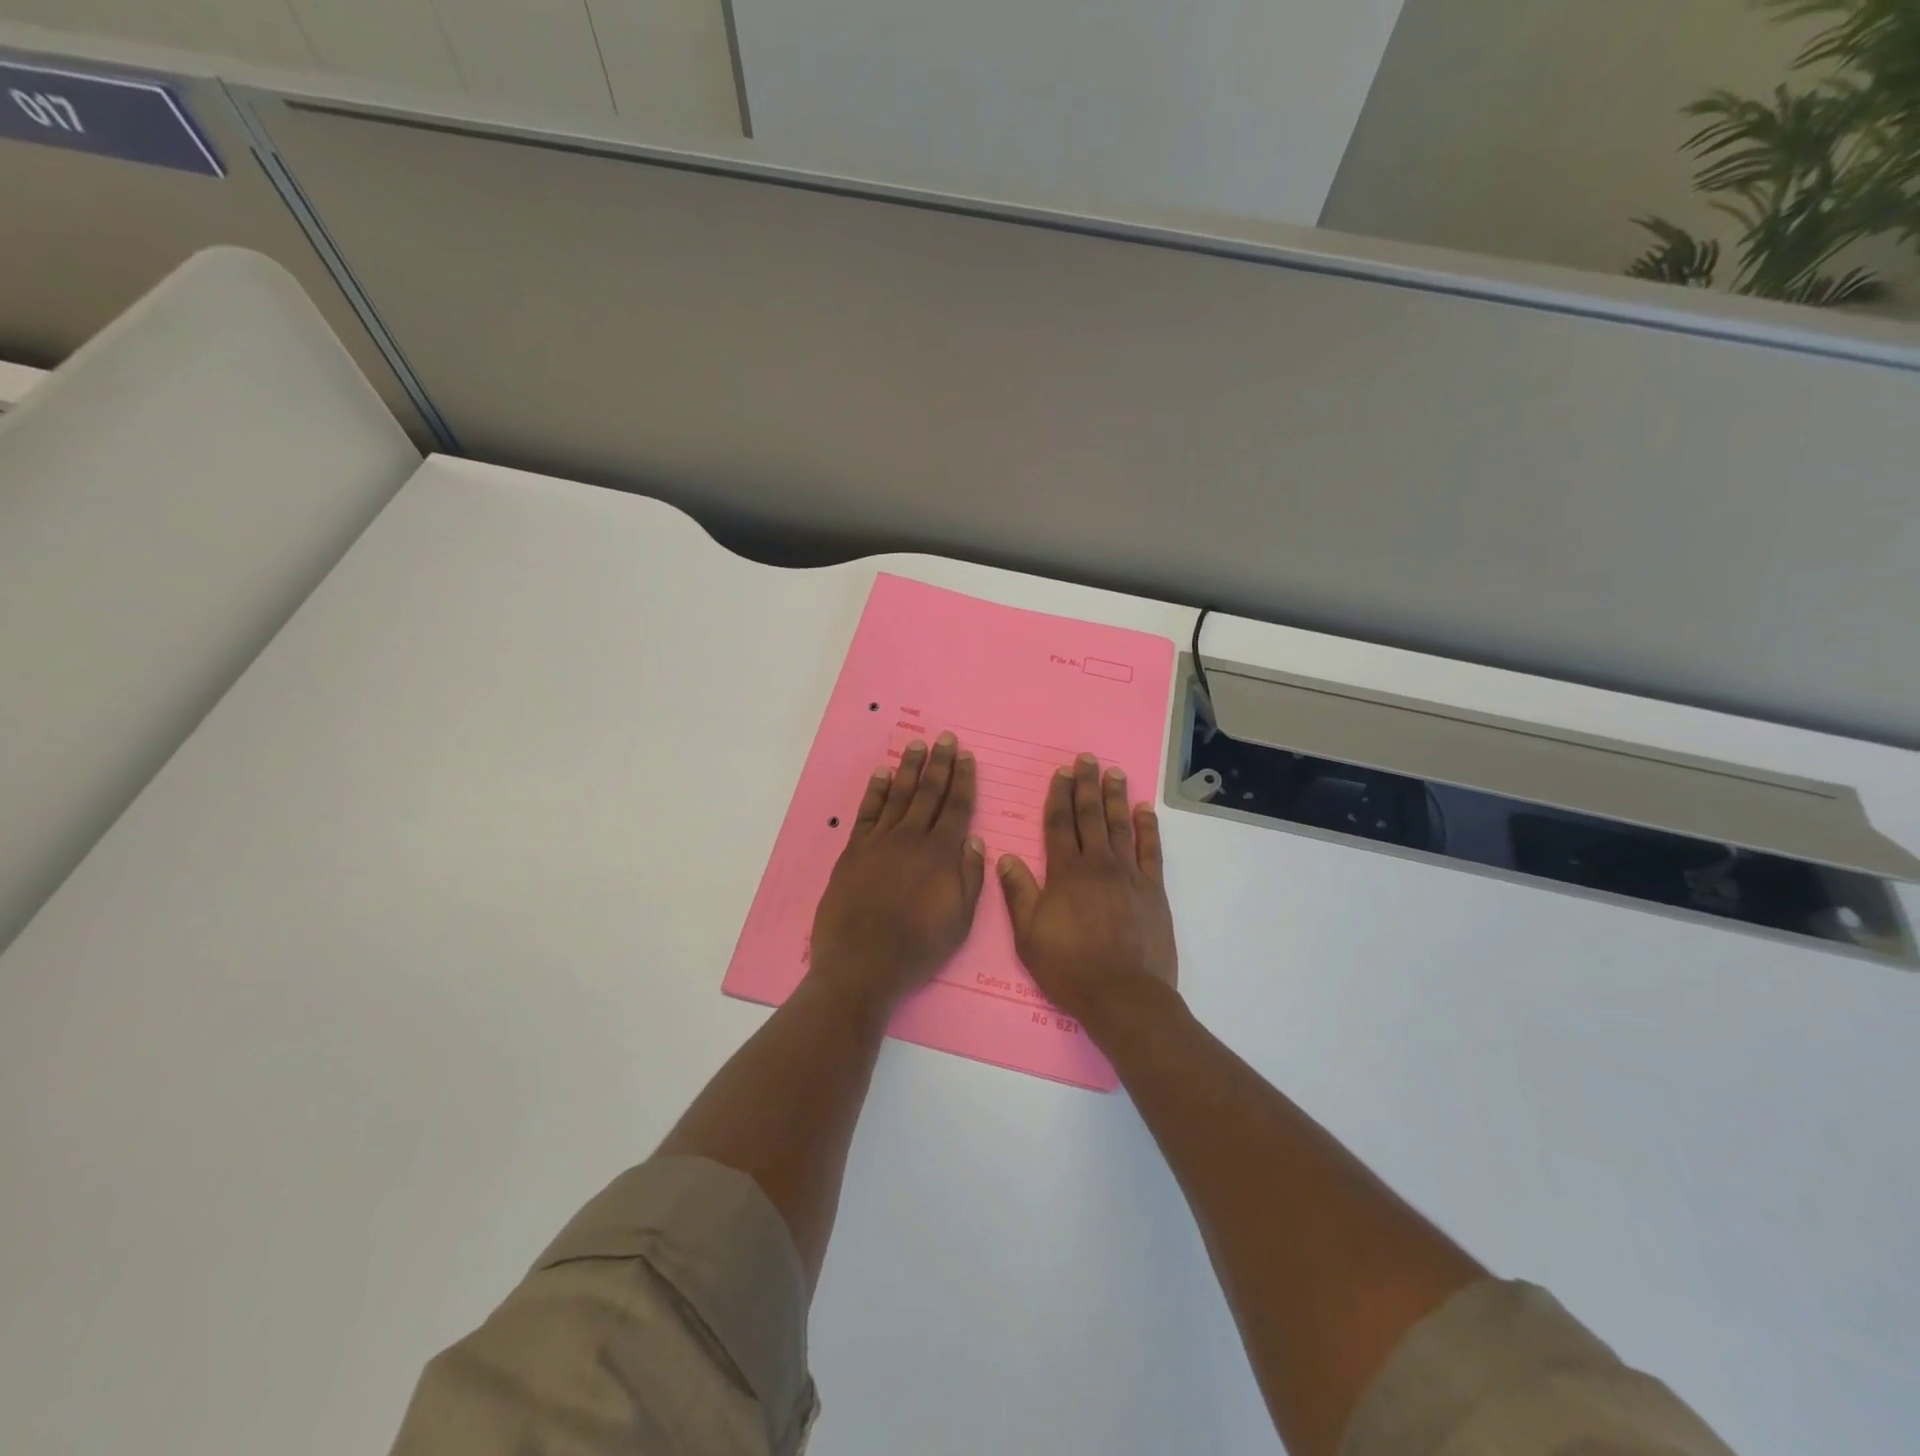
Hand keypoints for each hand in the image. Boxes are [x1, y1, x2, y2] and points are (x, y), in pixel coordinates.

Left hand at [809, 733, 986, 1007]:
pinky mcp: (854, 850)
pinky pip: (867, 812)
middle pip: (928, 793)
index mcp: (941, 855)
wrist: (862, 963)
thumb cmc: (918, 947)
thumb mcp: (959, 920)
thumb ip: (969, 876)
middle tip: (945, 738)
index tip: (966, 756)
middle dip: (939, 764)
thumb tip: (973, 839)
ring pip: (899, 795)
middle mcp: (912, 839)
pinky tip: (883, 774)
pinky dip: (876, 790)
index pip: (956, 807)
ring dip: (909, 768)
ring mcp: (880, 842)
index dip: (963, 780)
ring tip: (917, 745)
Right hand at [998, 754, 1177, 1027]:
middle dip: (1086, 785)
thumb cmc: (1069, 968)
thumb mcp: (1028, 935)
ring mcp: (1129, 875)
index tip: (1060, 773)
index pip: (1060, 824)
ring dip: (1116, 797)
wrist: (1123, 996)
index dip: (1059, 796)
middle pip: (1090, 816)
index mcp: (1065, 873)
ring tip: (1114, 772)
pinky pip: (1151, 850)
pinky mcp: (1153, 890)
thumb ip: (1019, 892)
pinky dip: (1148, 827)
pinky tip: (1145, 809)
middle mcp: (1098, 865)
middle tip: (1087, 759)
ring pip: (1120, 826)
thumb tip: (1006, 856)